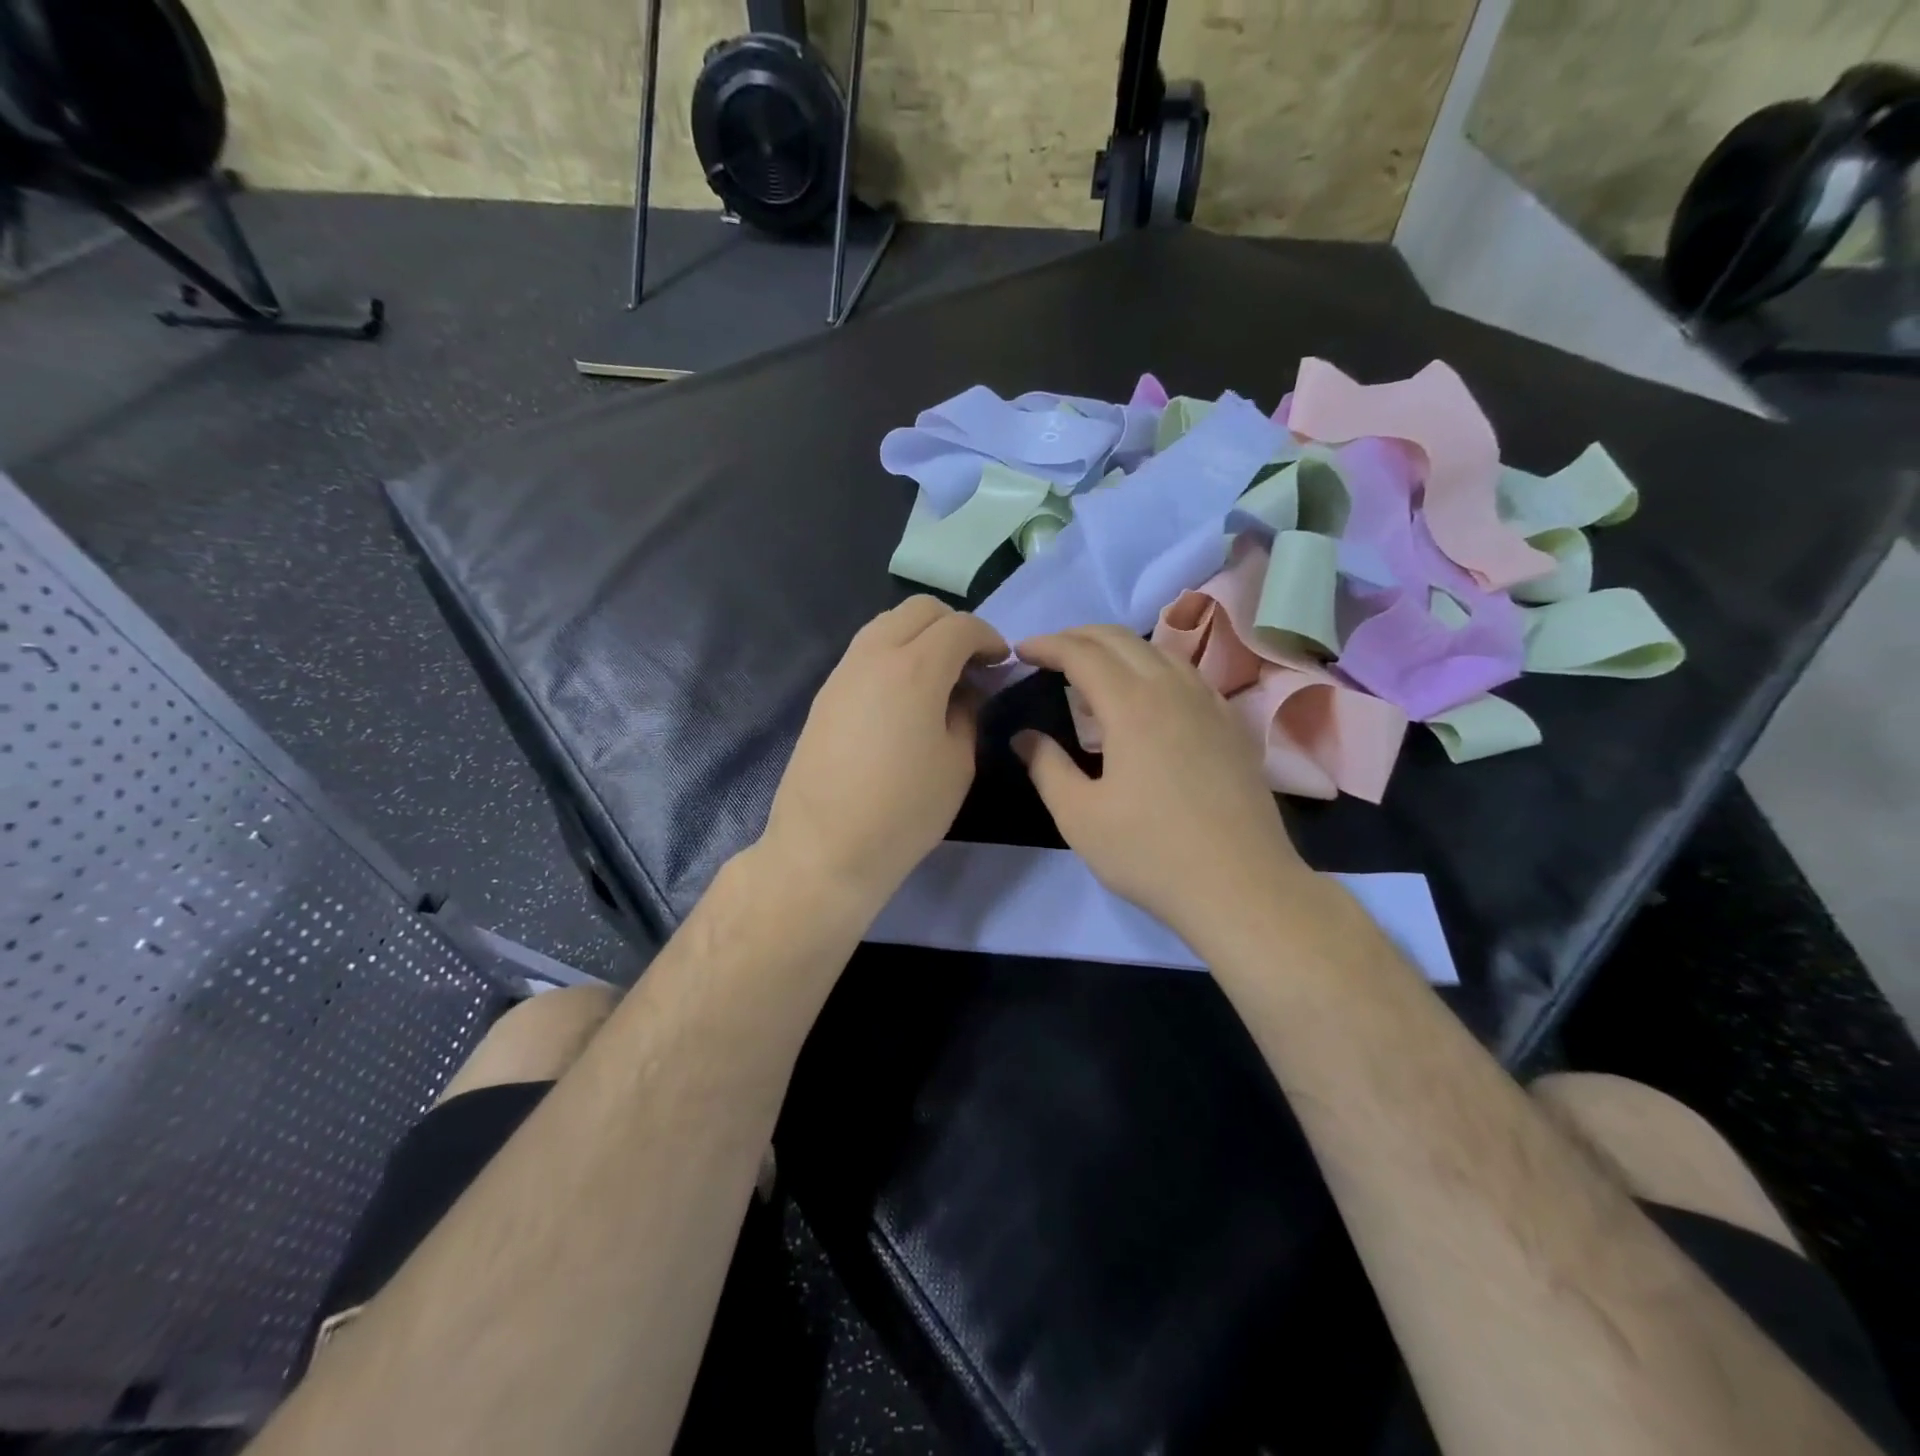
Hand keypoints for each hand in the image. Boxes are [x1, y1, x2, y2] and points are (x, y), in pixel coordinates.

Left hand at [761, 597, 1005, 913]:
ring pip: (887, 624)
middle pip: (919, 610)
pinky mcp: (825, 693)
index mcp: (915, 668)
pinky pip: (865, 651)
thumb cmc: (904, 811)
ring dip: (920, 636)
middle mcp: (874, 655)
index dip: (988, 638)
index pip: (960, 626)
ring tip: (938, 677)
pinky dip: (893, 654)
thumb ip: (967, 712)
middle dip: (954, 626)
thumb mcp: (958, 763)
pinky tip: (904, 696)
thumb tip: (966, 690)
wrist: (825, 847)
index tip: (1000, 663)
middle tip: (971, 664)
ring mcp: (843, 672)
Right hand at [1013, 625, 1308, 939]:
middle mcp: (1173, 689)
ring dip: (1117, 649)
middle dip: (1078, 636)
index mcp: (1132, 705)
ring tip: (1092, 671)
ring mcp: (1210, 704)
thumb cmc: (1150, 852)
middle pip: (1121, 639)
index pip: (1082, 653)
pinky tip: (1147, 696)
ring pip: (1158, 651)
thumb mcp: (1080, 816)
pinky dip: (1153, 668)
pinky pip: (1186, 674)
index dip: (1047, 645)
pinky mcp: (1231, 725)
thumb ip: (1046, 767)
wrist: (1241, 887)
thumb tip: (1023, 737)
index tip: (1020, 651)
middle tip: (1049, 653)